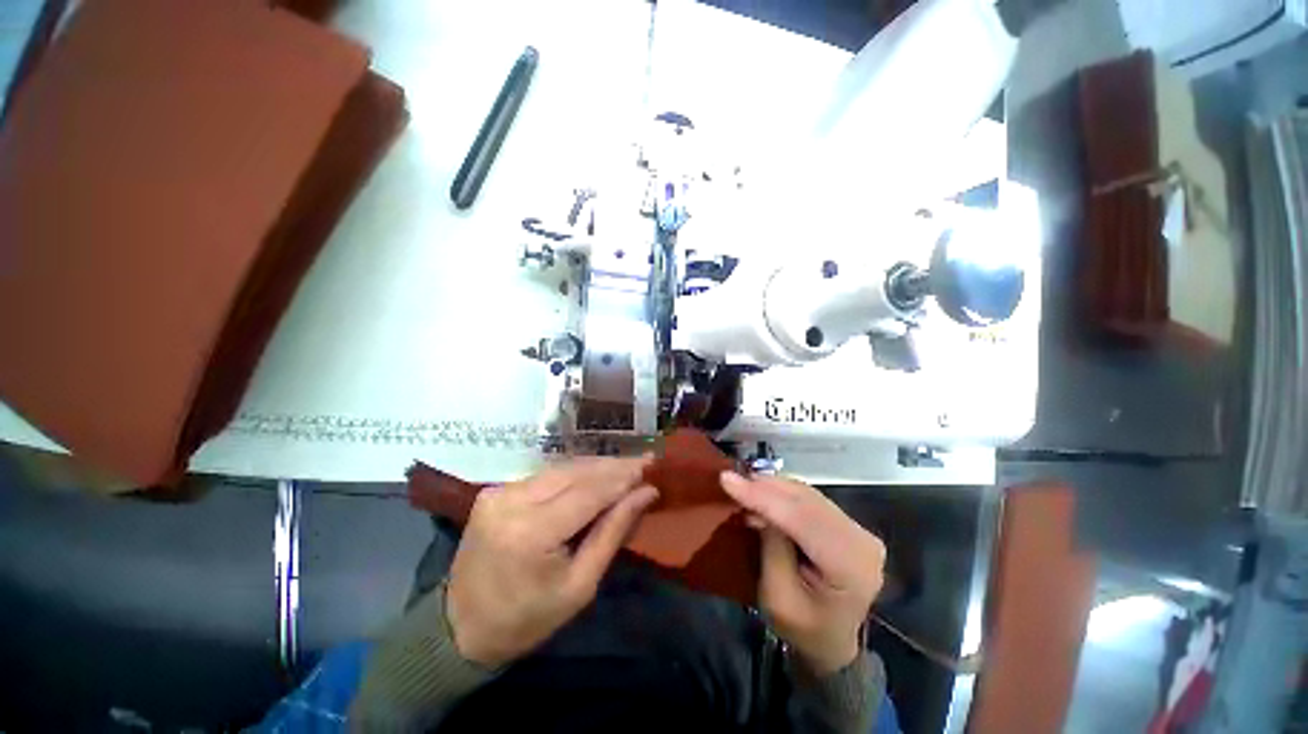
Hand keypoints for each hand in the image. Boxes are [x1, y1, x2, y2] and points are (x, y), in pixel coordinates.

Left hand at [446, 458, 658, 666]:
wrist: (460, 628)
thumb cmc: (527, 619)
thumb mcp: (580, 585)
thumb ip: (613, 531)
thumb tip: (646, 493)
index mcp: (531, 532)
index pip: (588, 492)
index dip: (622, 477)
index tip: (651, 466)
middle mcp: (512, 502)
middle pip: (574, 472)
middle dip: (612, 467)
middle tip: (644, 462)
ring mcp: (499, 493)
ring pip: (561, 469)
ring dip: (596, 468)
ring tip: (626, 467)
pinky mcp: (495, 491)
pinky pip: (545, 476)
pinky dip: (574, 475)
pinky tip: (595, 476)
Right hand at [721, 472, 884, 675]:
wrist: (832, 644)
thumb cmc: (802, 629)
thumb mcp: (777, 596)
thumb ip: (772, 547)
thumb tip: (758, 506)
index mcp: (851, 567)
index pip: (802, 519)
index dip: (763, 496)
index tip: (727, 479)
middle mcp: (862, 540)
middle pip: (806, 501)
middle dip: (765, 487)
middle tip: (732, 480)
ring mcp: (858, 530)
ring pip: (807, 495)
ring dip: (773, 487)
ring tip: (743, 486)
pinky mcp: (848, 524)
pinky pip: (810, 499)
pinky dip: (783, 493)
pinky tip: (763, 493)